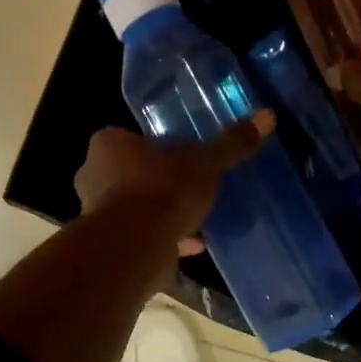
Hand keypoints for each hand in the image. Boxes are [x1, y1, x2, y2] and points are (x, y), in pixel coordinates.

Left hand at [74, 113, 274, 253]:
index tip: (184, 161)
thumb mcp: (205, 164)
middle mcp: (93, 174)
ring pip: (135, 209)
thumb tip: (267, 116)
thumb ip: (231, 144)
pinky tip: (191, 245)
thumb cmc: (164, 190)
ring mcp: (96, 213)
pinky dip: (163, 240)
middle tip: (190, 190)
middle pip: (132, 174)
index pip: (134, 140)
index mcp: (109, 144)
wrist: (136, 246)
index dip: (160, 150)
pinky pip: (140, 237)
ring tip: (195, 220)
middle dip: (159, 184)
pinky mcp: (108, 245)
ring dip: (161, 215)